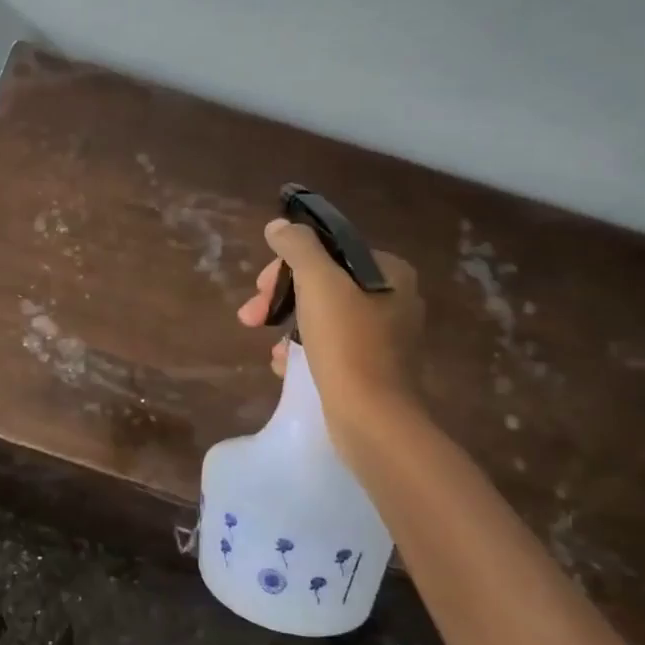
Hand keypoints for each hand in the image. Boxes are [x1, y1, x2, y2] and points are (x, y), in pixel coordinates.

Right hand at [236, 218, 423, 449]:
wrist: (372, 419)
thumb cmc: (347, 345)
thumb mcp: (319, 283)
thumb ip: (298, 248)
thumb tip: (279, 226)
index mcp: (389, 273)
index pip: (328, 252)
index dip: (287, 266)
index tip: (261, 288)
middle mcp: (393, 300)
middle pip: (322, 284)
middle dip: (281, 299)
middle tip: (250, 317)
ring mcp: (384, 337)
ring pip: (322, 317)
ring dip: (287, 328)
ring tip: (267, 349)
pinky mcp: (371, 368)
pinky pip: (329, 347)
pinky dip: (302, 351)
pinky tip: (283, 367)